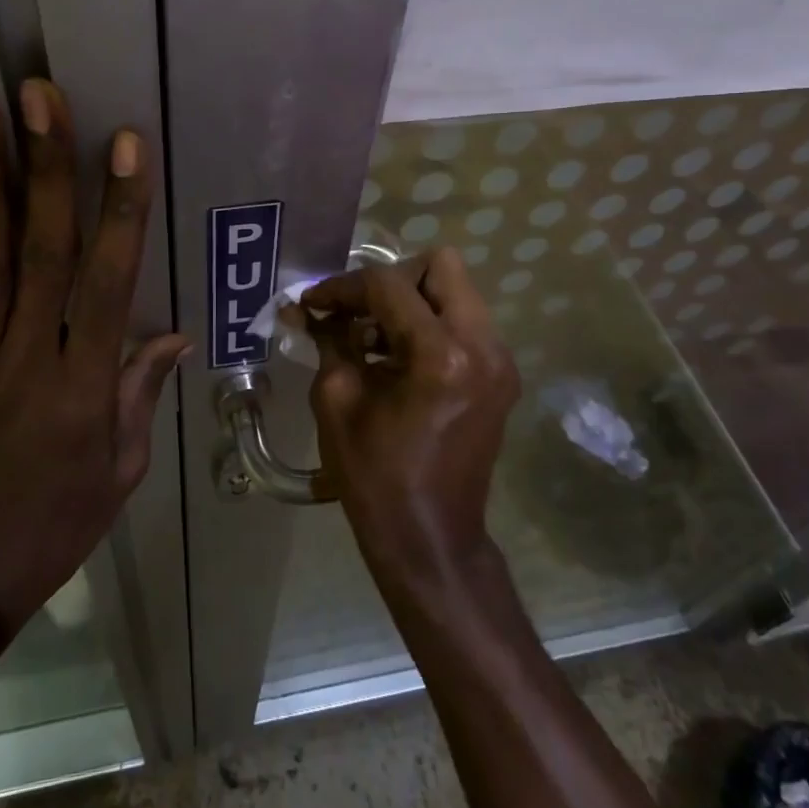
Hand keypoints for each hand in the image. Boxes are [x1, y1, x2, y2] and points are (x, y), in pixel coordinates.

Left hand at [0, 79, 189, 628]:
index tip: (126, 144)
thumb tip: (172, 329)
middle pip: (40, 251)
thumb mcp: (124, 466)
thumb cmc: (62, 519)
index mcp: (85, 385)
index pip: (108, 281)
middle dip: (45, 168)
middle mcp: (28, 358)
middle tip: (38, 97)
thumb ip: (141, 389)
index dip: (120, 210)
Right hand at [302, 249, 520, 593]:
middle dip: (392, 281)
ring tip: (372, 338)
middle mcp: (483, 346)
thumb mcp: (337, 401)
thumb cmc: (376, 478)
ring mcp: (500, 360)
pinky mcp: (501, 376)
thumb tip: (307, 307)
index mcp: (442, 355)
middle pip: (442, 266)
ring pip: (456, 291)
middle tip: (358, 312)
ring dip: (411, 302)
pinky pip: (464, 322)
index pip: (389, 285)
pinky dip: (429, 324)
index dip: (344, 287)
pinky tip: (397, 358)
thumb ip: (327, 340)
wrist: (431, 540)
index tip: (314, 303)